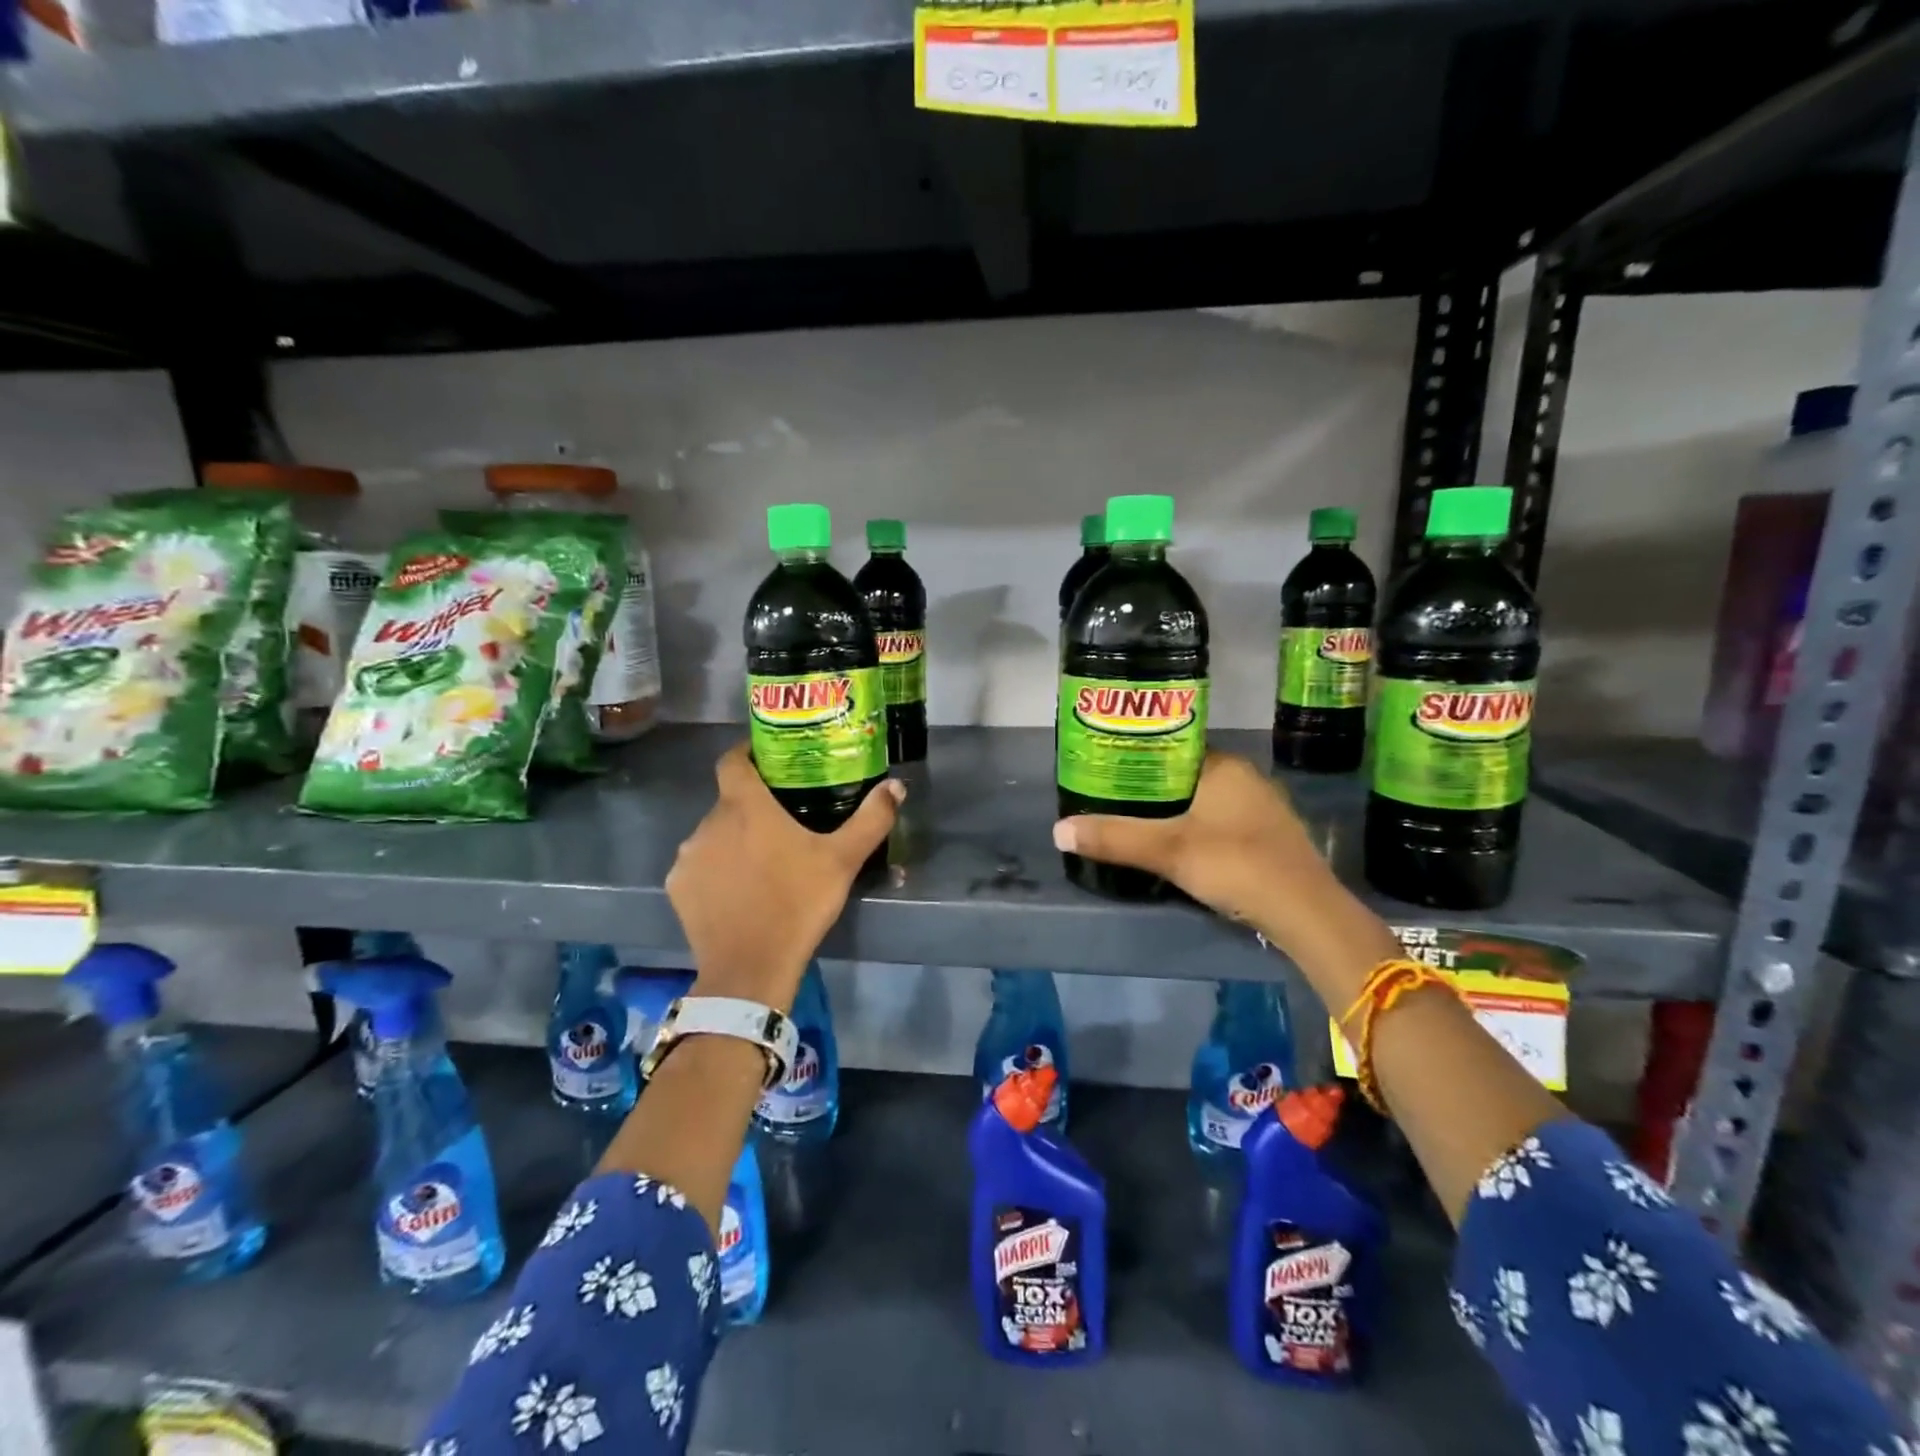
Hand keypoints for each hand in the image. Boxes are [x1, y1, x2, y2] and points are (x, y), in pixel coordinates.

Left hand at [667, 742, 902, 1009]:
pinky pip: (698, 866)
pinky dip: (715, 871)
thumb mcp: (843, 860)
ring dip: (733, 840)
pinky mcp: (677, 887)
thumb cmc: (798, 904)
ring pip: (713, 835)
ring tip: (761, 863)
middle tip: (782, 825)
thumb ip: (871, 819)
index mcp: (745, 806)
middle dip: (751, 808)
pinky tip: (737, 892)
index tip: (767, 761)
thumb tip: (896, 785)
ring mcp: (688, 856)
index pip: (732, 760)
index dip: (747, 754)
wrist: (751, 968)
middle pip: (729, 802)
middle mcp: (708, 823)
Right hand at [1053, 752, 1345, 951]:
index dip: (1137, 757)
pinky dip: (1195, 829)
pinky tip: (1177, 848)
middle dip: (1150, 788)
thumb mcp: (1167, 851)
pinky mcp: (1269, 838)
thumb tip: (1058, 830)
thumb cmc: (1236, 864)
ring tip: (1135, 823)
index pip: (1171, 747)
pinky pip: (1220, 822)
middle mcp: (1245, 778)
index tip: (1106, 770)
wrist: (1307, 913)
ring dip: (1173, 811)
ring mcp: (1262, 809)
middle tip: (1112, 800)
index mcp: (1223, 766)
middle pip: (1184, 775)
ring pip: (1203, 801)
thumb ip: (1114, 838)